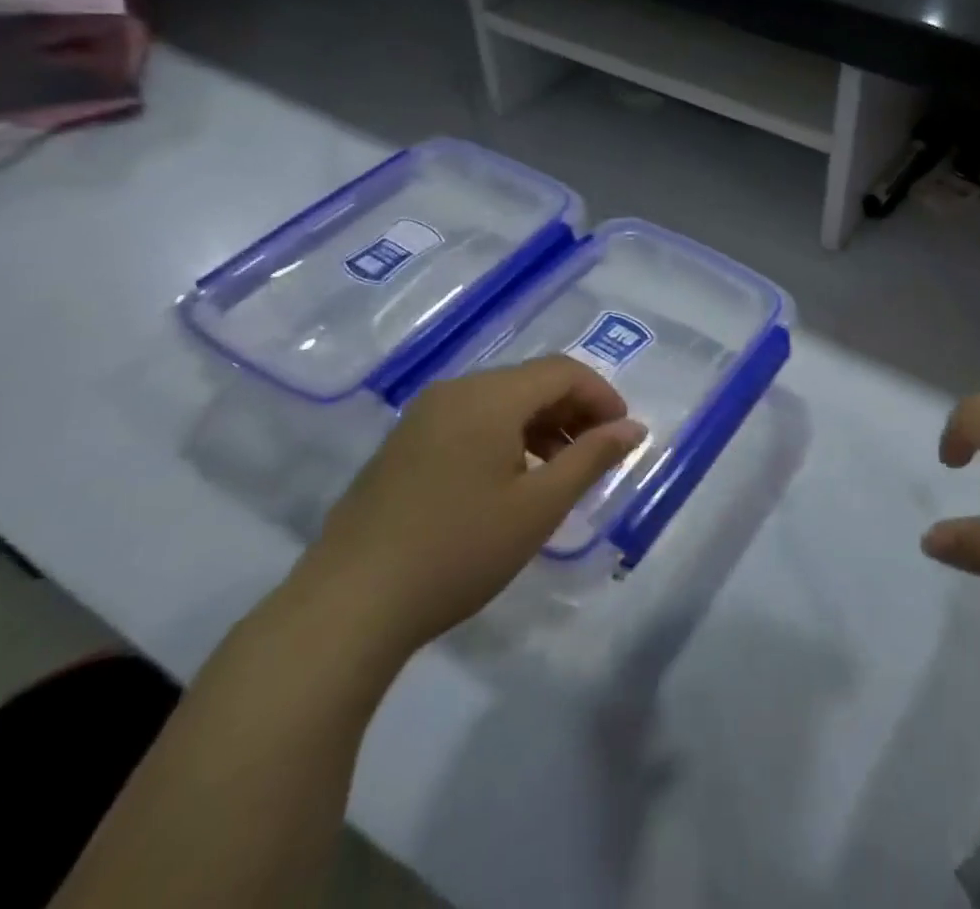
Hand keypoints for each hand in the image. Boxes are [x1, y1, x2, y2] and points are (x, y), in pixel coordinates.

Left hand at [289, 358, 644, 659]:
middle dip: (573, 411)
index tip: (622, 435)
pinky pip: (469, 421)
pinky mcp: (402, 446)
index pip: (563, 371)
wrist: (346, 608)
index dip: (602, 396)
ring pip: (500, 402)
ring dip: (540, 426)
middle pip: (531, 382)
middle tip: (595, 456)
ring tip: (558, 474)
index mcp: (489, 396)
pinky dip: (505, 438)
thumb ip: (592, 457)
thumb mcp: (539, 506)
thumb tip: (633, 428)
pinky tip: (509, 483)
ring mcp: (422, 417)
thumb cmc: (458, 551)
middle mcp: (455, 391)